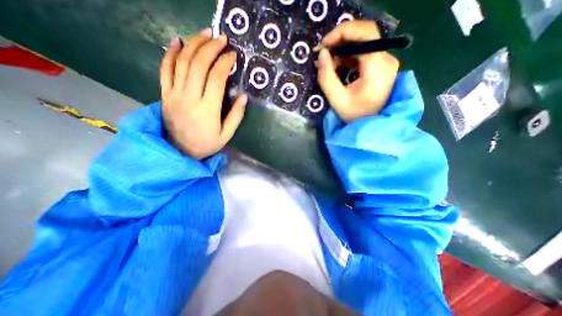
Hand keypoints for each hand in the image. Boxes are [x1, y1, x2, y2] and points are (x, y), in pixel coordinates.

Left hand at [158, 28, 246, 158]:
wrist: (179, 151)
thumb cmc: (206, 144)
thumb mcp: (226, 135)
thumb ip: (236, 116)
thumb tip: (244, 97)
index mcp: (208, 110)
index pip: (216, 78)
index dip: (224, 63)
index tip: (233, 55)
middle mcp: (189, 98)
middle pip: (198, 65)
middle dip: (211, 47)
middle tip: (221, 38)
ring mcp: (174, 94)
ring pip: (182, 62)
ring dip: (194, 44)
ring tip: (205, 33)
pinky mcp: (165, 94)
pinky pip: (165, 70)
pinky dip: (171, 53)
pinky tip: (178, 42)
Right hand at [315, 20, 399, 121]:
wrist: (372, 126)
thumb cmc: (355, 116)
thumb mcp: (337, 100)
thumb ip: (326, 77)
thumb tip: (321, 54)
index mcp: (378, 67)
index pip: (365, 33)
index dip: (342, 32)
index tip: (324, 45)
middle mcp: (386, 59)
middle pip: (365, 35)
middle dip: (340, 41)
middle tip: (323, 53)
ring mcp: (385, 62)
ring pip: (363, 44)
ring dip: (343, 50)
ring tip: (327, 62)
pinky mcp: (381, 67)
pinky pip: (364, 54)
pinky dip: (349, 56)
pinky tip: (337, 65)